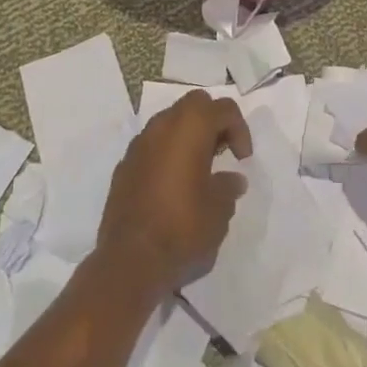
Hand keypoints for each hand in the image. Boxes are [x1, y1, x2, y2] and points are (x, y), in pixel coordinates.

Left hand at [97, 90, 252, 289]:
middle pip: (194, 105)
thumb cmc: (183, 227)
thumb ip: (228, 187)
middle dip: (212, 122)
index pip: (223, 109)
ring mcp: (138, 145)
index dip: (240, 129)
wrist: (130, 261)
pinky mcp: (124, 166)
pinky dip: (167, 153)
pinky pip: (152, 146)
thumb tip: (232, 179)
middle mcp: (161, 126)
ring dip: (188, 137)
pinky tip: (174, 185)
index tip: (242, 159)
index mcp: (190, 128)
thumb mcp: (220, 209)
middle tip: (223, 152)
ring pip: (169, 122)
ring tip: (199, 169)